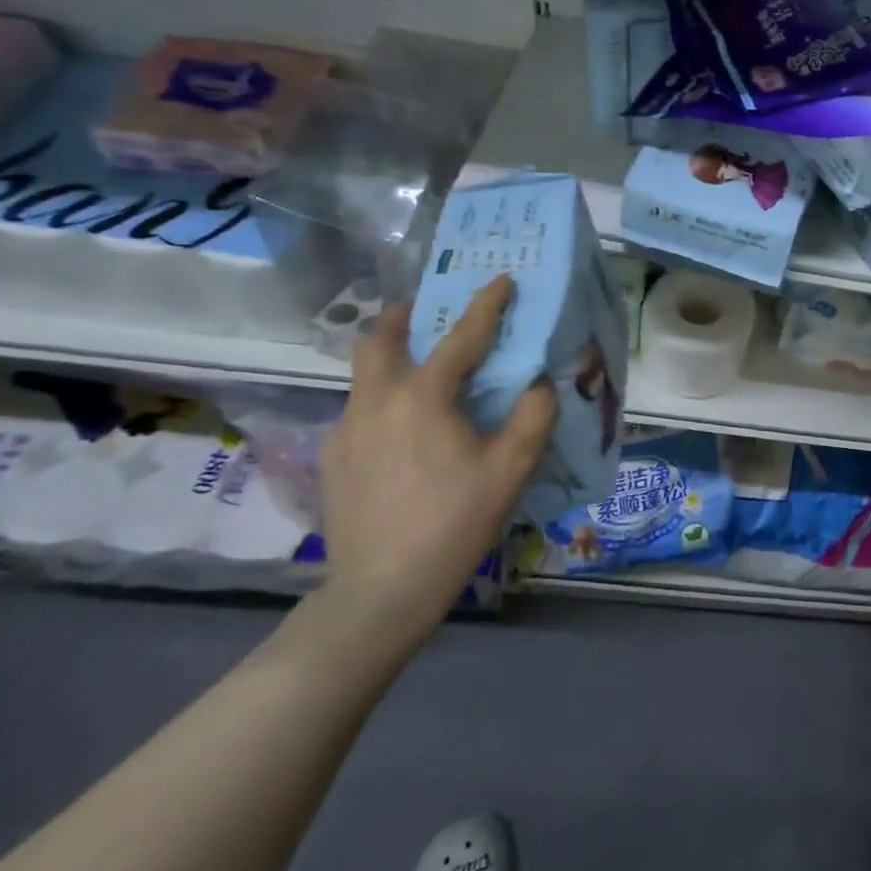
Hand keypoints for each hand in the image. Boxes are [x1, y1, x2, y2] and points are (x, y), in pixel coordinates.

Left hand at [318, 276, 556, 650]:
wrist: (381, 591)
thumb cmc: (455, 522)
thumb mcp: (512, 468)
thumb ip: (533, 414)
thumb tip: (538, 380)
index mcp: (423, 397)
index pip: (461, 336)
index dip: (486, 305)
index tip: (502, 280)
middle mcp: (375, 402)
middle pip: (379, 339)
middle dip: (405, 316)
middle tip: (429, 312)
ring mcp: (346, 431)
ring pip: (364, 375)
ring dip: (391, 357)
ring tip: (422, 372)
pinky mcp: (332, 459)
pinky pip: (359, 410)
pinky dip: (383, 398)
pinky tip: (404, 430)